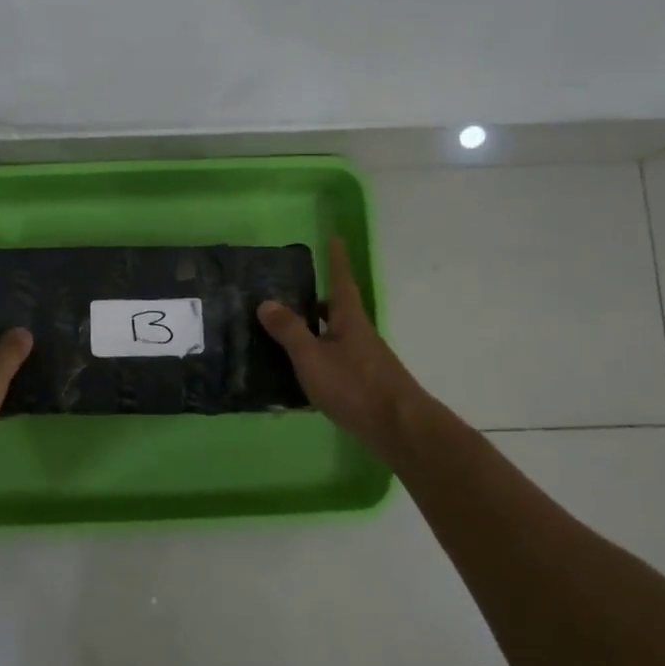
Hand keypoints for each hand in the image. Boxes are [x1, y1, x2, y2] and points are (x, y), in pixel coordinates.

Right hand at [258, 238, 424, 457]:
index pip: (341, 280)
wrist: (398, 427)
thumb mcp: (312, 358)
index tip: (334, 238)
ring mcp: (365, 360)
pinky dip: (318, 360)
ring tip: (285, 337)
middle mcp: (360, 334)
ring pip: (336, 338)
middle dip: (317, 302)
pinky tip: (300, 375)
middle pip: (338, 311)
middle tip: (290, 296)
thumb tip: (266, 302)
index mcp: (349, 320)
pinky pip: (336, 362)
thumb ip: (289, 331)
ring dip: (315, 333)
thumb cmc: (354, 386)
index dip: (336, 260)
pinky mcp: (365, 384)